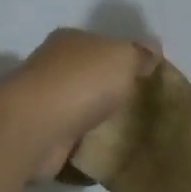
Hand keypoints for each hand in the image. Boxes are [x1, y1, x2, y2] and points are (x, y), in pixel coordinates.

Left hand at [11, 29, 161, 178]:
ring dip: (100, 118)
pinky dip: (88, 143)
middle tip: (144, 108)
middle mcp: (53, 67)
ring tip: (132, 132)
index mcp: (70, 40)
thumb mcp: (123, 57)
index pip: (102, 44)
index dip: (124, 58)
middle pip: (91, 76)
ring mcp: (45, 102)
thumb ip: (140, 54)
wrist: (37, 128)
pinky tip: (109, 150)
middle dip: (113, 90)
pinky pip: (74, 137)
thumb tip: (152, 48)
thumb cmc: (82, 82)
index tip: (147, 78)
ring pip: (82, 107)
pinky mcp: (43, 134)